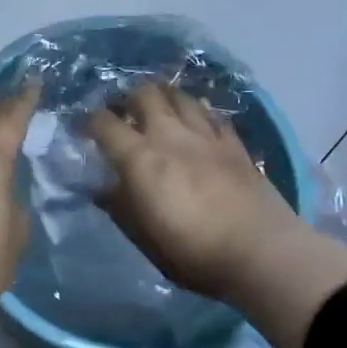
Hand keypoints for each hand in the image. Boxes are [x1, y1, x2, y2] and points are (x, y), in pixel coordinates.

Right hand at [86, 82, 346, 347]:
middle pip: (144, 93)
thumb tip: (100, 187)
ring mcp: (206, 136)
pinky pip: (212, 115)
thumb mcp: (143, 238)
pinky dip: (198, 113)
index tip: (84, 129)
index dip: (89, 121)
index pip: (104, 123)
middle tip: (123, 112)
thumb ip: (119, 206)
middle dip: (128, 98)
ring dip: (164, 97)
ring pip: (180, 96)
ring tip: (159, 109)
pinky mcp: (234, 144)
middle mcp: (169, 135)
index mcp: (139, 158)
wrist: (262, 254)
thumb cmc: (193, 252)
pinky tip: (197, 122)